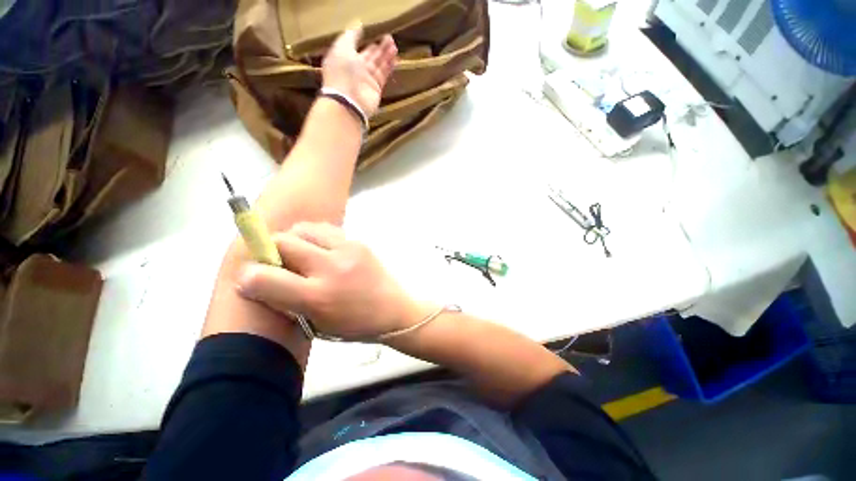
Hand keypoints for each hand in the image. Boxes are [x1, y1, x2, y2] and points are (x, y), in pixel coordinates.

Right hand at [236, 223, 427, 340]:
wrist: (394, 310)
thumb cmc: (355, 325)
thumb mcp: (315, 324)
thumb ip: (285, 300)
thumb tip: (255, 278)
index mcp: (318, 297)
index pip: (264, 277)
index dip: (248, 277)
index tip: (249, 279)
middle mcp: (332, 267)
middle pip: (282, 241)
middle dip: (270, 251)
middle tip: (278, 263)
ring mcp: (348, 249)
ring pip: (304, 228)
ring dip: (293, 239)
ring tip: (300, 255)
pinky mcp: (359, 241)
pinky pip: (325, 230)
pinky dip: (314, 237)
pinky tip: (321, 250)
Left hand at [321, 24, 396, 116]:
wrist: (348, 101)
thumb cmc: (341, 72)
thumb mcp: (342, 47)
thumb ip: (351, 36)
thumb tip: (359, 25)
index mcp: (344, 58)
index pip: (355, 46)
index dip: (364, 39)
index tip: (374, 31)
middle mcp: (356, 69)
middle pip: (369, 56)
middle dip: (379, 47)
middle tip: (389, 38)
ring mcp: (366, 80)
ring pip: (378, 64)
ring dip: (386, 55)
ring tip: (394, 45)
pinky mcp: (376, 89)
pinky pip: (383, 75)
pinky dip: (389, 67)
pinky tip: (394, 58)